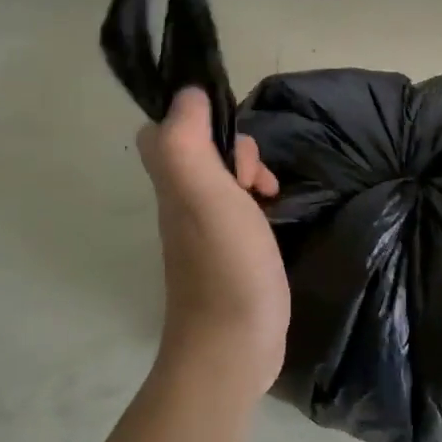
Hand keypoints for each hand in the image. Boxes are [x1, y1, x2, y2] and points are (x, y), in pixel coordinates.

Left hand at [137, 89, 289, 394]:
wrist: (233, 348)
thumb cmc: (227, 268)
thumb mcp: (206, 196)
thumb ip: (188, 142)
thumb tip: (187, 93)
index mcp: (174, 186)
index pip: (166, 131)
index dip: (197, 119)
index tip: (232, 134)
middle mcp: (182, 204)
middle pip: (198, 153)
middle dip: (234, 149)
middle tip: (258, 177)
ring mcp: (204, 234)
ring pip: (221, 181)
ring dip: (250, 176)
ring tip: (273, 196)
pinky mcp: (228, 255)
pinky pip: (238, 210)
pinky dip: (258, 204)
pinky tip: (276, 217)